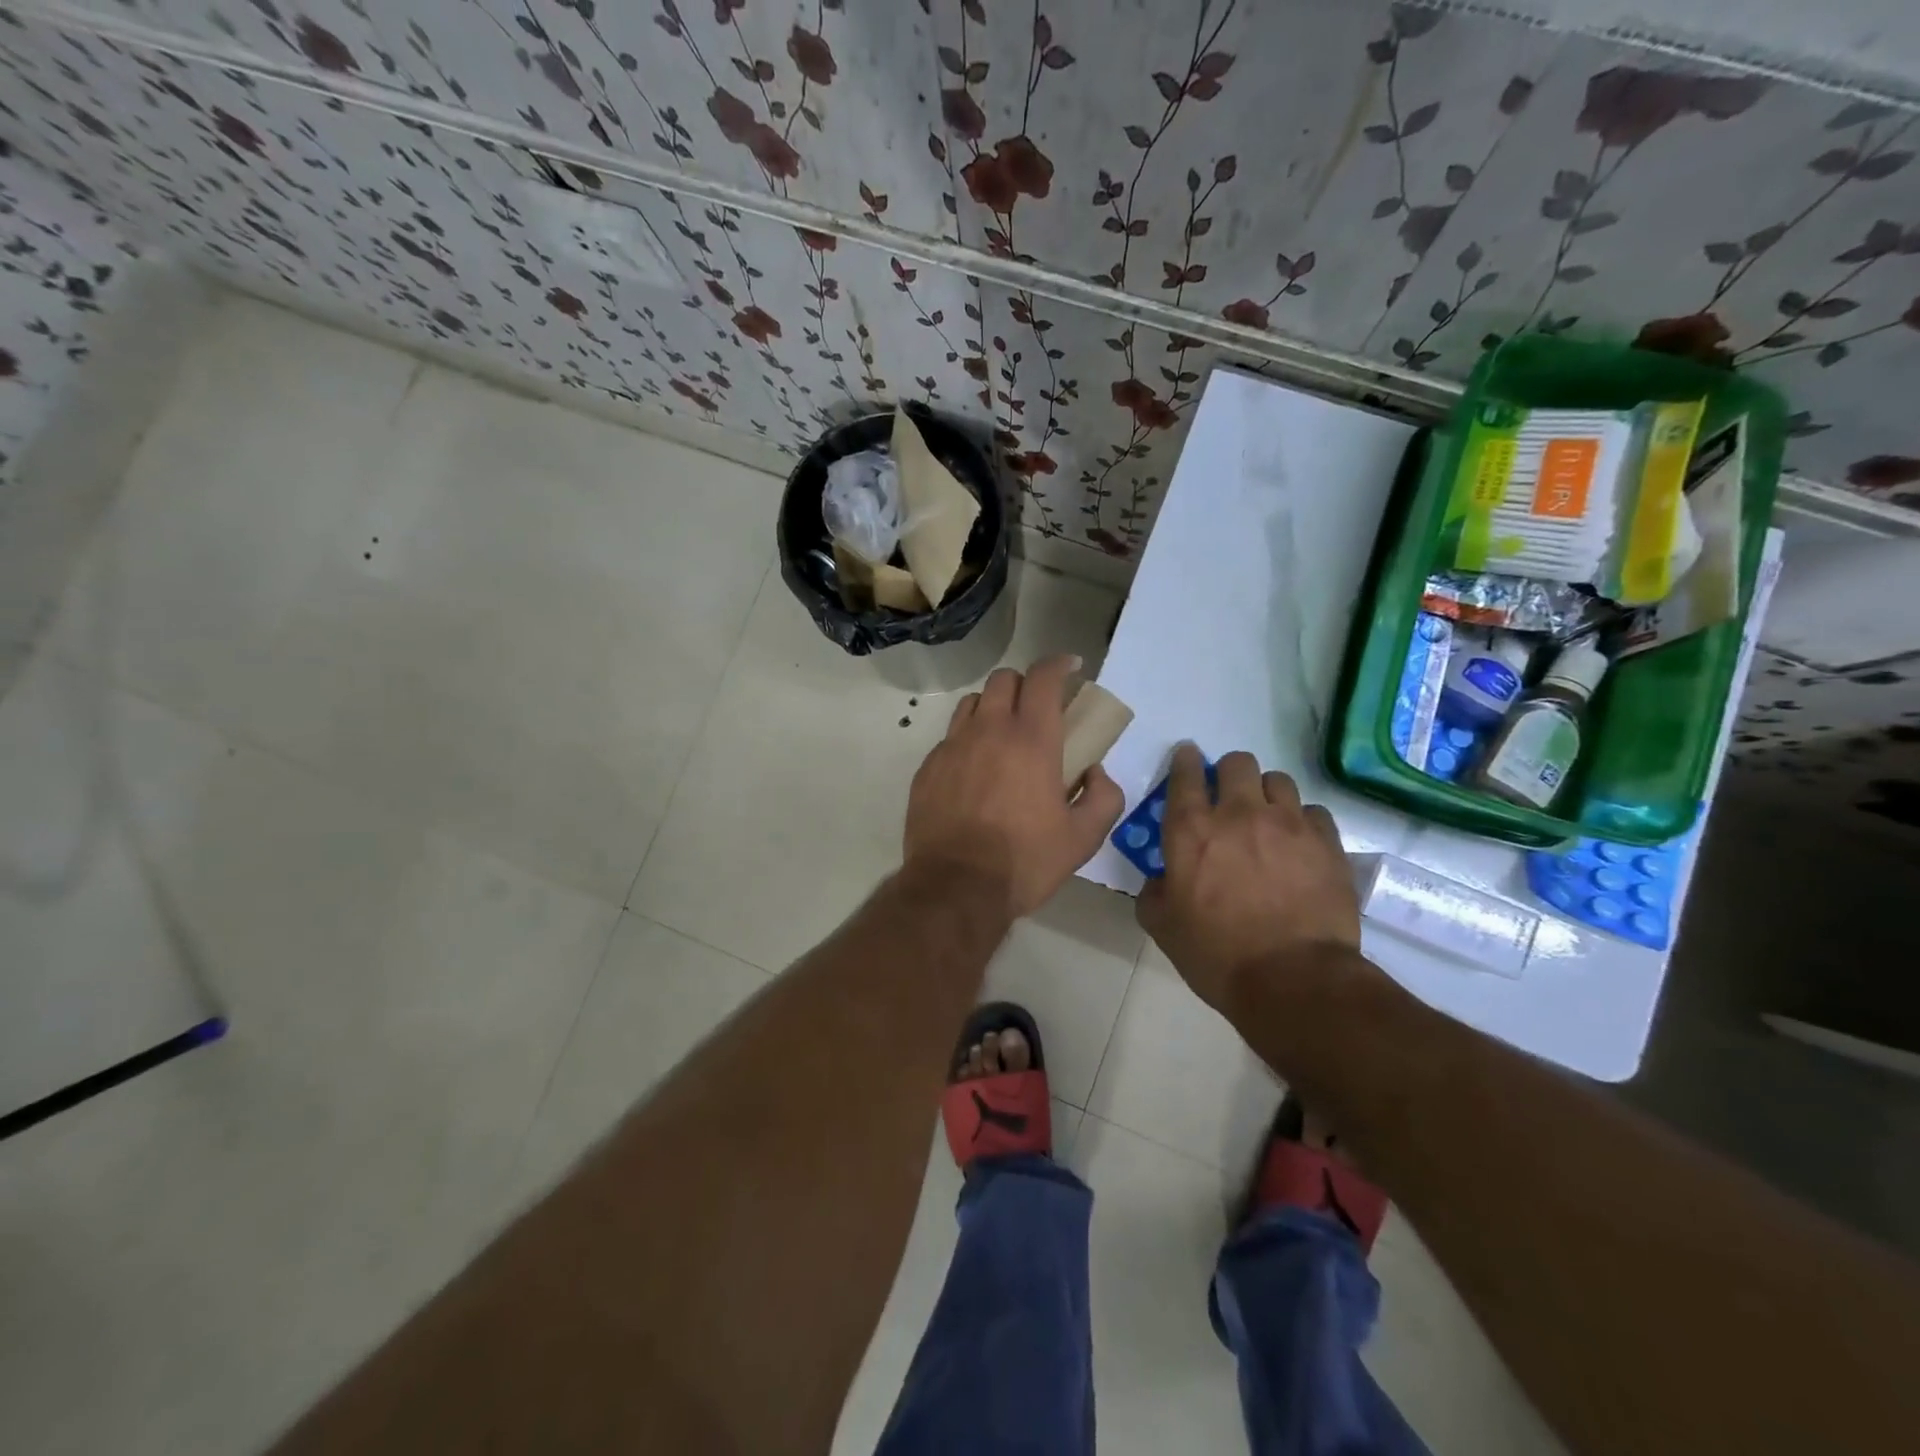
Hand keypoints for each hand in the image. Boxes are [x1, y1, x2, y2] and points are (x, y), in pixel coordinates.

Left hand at [904, 656, 1125, 918]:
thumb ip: (1103, 797)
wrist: (956, 887)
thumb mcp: (1083, 838)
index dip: (1058, 664)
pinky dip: (966, 740)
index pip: (1043, 677)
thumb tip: (1096, 773)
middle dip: (1024, 684)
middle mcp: (989, 730)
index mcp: (1031, 739)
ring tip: (1001, 734)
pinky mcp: (928, 767)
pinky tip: (973, 770)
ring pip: (971, 703)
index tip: (1070, 667)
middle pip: (1003, 679)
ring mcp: (952, 746)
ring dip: (991, 707)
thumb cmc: (1024, 861)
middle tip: (1037, 708)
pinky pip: (949, 737)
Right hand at [1137, 745, 1359, 1012]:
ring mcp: (1288, 824)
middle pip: (1237, 763)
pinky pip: (1314, 812)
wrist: (1294, 980)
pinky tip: (1299, 844)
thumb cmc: (1217, 955)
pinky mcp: (1327, 842)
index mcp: (1191, 830)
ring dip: (1267, 793)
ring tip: (1267, 819)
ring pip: (1278, 780)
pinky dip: (1302, 821)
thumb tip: (1161, 879)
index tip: (1187, 758)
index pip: (1185, 774)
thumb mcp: (1163, 927)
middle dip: (1229, 773)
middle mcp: (1239, 814)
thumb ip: (1155, 892)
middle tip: (1229, 797)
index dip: (1185, 760)